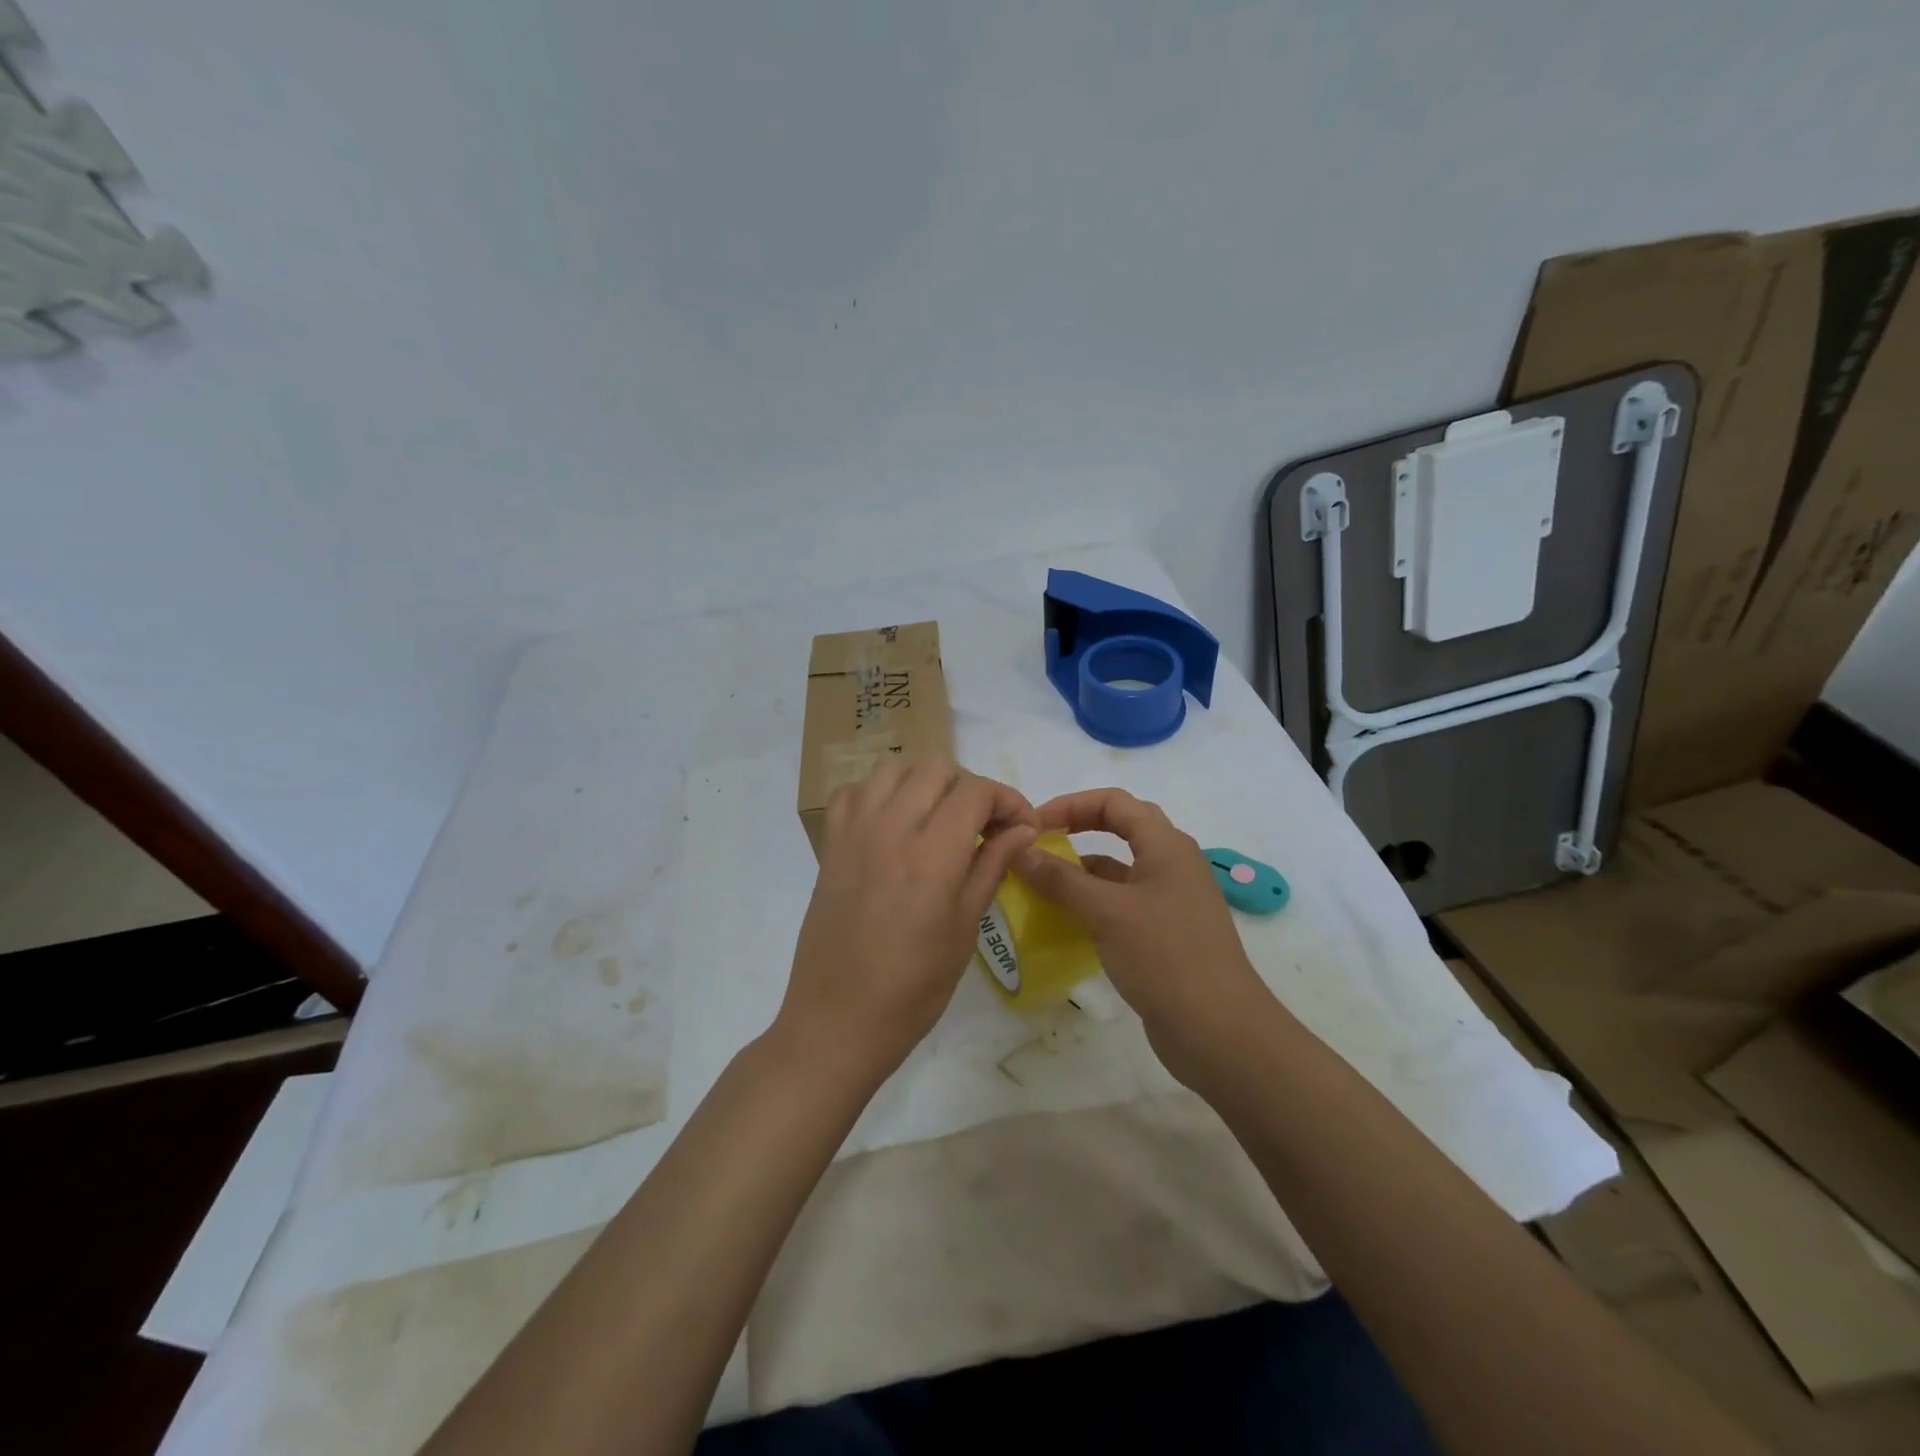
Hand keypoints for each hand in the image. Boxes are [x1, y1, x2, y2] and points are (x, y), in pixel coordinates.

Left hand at [779, 758, 1038, 1086]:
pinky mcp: (830, 845)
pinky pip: (854, 792)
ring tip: (939, 820)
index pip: (976, 791)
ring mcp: (854, 832)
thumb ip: (993, 866)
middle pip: (937, 768)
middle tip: (983, 826)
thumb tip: (1023, 828)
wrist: (837, 1020)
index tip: (1021, 828)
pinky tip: (893, 825)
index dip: (1008, 800)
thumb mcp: (965, 928)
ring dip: (925, 784)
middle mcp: (890, 828)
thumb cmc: (913, 988)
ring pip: (894, 769)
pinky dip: (879, 794)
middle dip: (970, 788)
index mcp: (932, 854)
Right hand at [1012, 788, 1269, 1085]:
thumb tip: (1018, 850)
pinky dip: (1092, 905)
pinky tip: (1064, 921)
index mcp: (1166, 846)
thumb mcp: (1107, 912)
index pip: (1114, 802)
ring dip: (1081, 872)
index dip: (1071, 804)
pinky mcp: (1164, 935)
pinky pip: (1121, 905)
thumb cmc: (1165, 956)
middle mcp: (1171, 865)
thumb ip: (1061, 879)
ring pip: (1119, 871)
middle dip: (1077, 829)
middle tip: (1037, 844)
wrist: (1219, 1031)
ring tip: (1039, 885)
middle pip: (1120, 829)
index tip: (1033, 825)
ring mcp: (1169, 902)